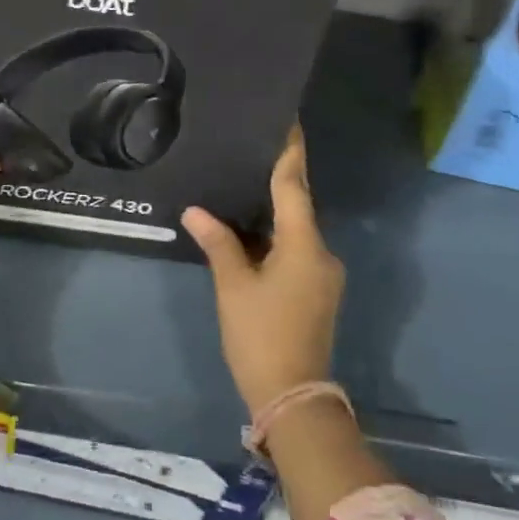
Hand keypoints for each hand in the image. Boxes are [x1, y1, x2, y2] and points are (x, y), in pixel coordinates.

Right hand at [182, 125, 345, 414]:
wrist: (293, 397)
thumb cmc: (261, 335)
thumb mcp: (234, 287)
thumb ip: (218, 243)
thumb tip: (195, 211)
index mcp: (304, 245)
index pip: (294, 186)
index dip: (290, 153)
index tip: (288, 123)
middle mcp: (321, 253)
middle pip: (298, 205)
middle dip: (278, 180)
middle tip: (251, 150)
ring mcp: (323, 273)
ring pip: (296, 230)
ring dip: (274, 211)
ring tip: (243, 185)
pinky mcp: (317, 290)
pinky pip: (297, 249)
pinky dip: (276, 236)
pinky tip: (251, 230)